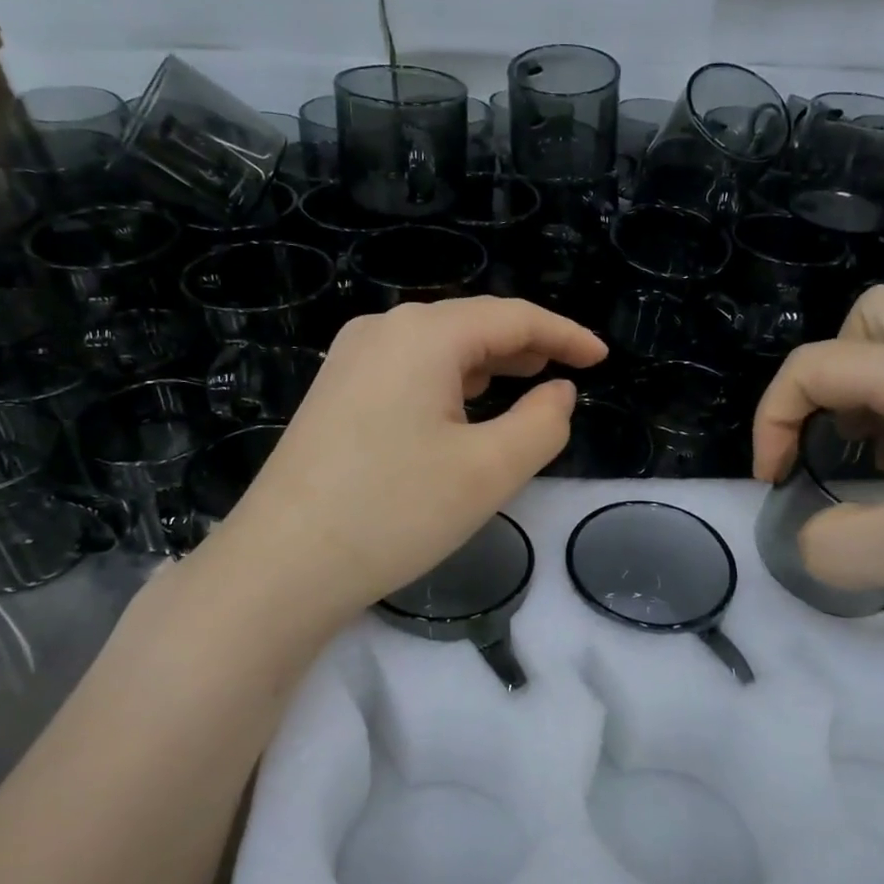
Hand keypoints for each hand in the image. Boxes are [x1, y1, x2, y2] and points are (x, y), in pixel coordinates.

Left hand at [205, 298, 606, 628]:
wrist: (282, 564)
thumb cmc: (395, 511)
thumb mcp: (490, 470)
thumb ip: (543, 423)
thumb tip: (558, 392)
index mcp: (424, 335)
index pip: (513, 318)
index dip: (564, 334)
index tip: (600, 357)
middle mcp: (383, 331)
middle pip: (472, 324)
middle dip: (526, 345)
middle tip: (569, 370)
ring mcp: (351, 360)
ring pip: (439, 348)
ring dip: (489, 362)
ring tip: (527, 380)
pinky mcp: (335, 393)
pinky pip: (409, 370)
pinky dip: (451, 381)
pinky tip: (464, 406)